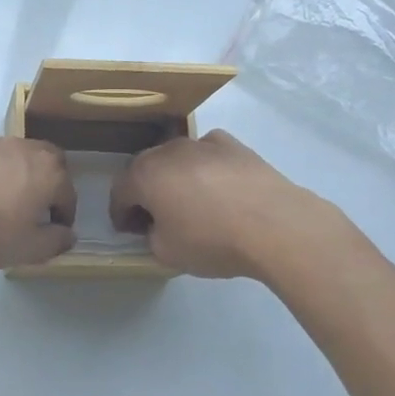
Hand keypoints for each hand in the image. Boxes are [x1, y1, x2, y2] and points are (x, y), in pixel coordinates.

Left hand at [0, 131, 76, 269]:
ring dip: (9, 171)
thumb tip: (68, 234)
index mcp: (47, 173)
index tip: (55, 229)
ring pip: (8, 153)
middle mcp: (23, 148)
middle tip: (31, 204)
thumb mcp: (26, 249)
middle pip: (45, 160)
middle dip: (45, 180)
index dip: (64, 214)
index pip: (67, 193)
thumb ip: (55, 241)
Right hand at [110, 129, 327, 279]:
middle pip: (146, 169)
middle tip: (154, 217)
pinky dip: (206, 168)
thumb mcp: (167, 253)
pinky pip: (207, 154)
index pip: (120, 192)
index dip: (120, 213)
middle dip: (145, 192)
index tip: (128, 231)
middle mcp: (167, 150)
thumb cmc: (212, 240)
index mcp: (144, 175)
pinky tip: (220, 189)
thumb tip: (158, 227)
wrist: (275, 224)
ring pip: (177, 159)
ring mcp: (201, 142)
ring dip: (175, 178)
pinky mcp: (232, 144)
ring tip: (191, 203)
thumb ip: (152, 236)